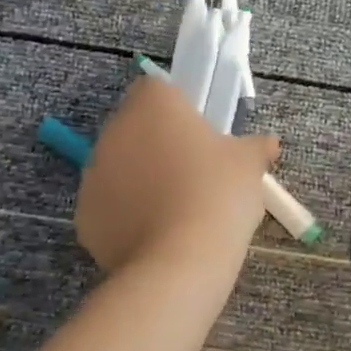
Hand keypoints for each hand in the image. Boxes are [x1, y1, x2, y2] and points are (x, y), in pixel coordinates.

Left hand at [76, 77, 280, 274]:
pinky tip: (154, 235)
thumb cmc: (217, 195)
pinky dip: (126, 215)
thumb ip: (255, 147)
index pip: (155, 88)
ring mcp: (93, 173)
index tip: (198, 135)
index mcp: (152, 105)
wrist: (179, 261)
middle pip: (134, 127)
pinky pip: (109, 205)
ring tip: (173, 210)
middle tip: (191, 173)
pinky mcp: (84, 214)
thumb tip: (266, 144)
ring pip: (118, 166)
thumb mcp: (248, 165)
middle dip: (156, 144)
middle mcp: (114, 130)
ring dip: (139, 179)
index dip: (176, 109)